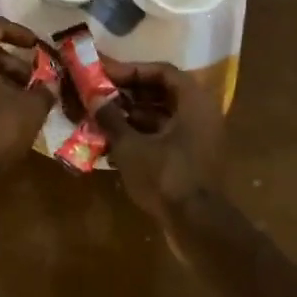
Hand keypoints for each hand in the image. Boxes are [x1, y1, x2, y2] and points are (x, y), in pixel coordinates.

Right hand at [94, 59, 223, 218]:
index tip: (104, 73)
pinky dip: (143, 135)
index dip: (132, 70)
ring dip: (133, 114)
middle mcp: (202, 114)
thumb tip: (94, 97)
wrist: (197, 225)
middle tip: (100, 93)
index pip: (162, 71)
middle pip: (163, 93)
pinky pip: (166, 136)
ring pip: (164, 116)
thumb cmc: (166, 177)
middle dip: (129, 92)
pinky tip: (114, 141)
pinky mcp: (194, 159)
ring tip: (101, 116)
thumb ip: (111, 118)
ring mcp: (200, 138)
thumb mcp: (131, 146)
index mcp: (194, 102)